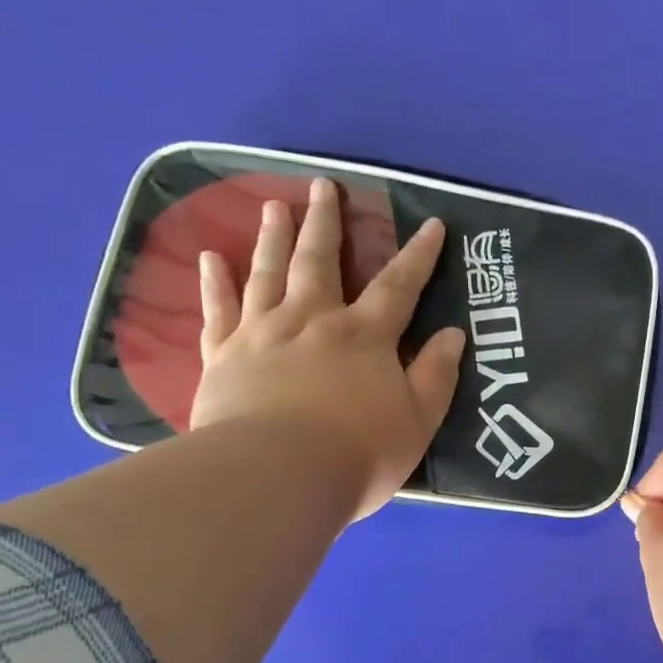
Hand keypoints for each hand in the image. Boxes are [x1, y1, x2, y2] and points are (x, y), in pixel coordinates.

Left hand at [190, 177, 465, 519]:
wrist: (275, 477)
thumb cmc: (358, 453)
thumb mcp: (418, 420)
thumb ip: (435, 375)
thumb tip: (452, 334)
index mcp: (365, 336)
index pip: (399, 286)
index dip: (418, 255)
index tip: (431, 224)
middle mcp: (313, 321)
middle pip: (320, 261)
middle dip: (326, 223)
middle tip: (323, 186)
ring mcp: (263, 334)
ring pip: (268, 273)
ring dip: (273, 237)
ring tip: (274, 206)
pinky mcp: (223, 356)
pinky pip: (218, 310)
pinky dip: (215, 283)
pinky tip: (211, 258)